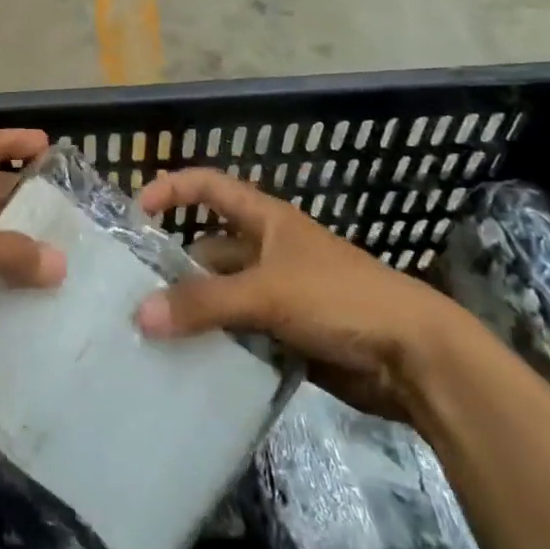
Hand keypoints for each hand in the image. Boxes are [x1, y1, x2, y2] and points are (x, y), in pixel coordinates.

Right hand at [134, 168, 471, 420]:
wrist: (417, 360)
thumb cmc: (340, 299)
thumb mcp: (267, 293)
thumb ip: (204, 304)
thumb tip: (140, 316)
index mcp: (266, 220)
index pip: (209, 186)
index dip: (172, 189)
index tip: (136, 212)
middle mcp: (268, 250)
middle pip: (210, 249)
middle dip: (175, 266)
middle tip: (133, 292)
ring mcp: (279, 294)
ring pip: (223, 295)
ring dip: (195, 311)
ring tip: (151, 332)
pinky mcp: (289, 335)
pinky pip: (240, 334)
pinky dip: (217, 344)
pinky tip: (189, 362)